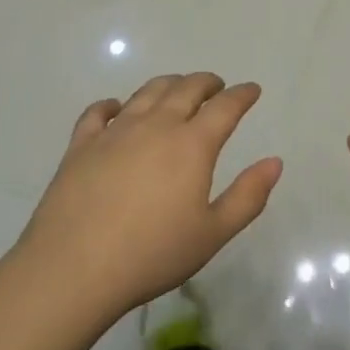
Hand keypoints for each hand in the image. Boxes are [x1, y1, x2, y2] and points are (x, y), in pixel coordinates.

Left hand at [15, 72, 282, 320]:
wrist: (74, 267)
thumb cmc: (152, 254)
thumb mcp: (212, 234)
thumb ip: (248, 196)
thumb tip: (274, 161)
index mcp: (192, 144)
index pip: (225, 107)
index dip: (242, 95)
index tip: (252, 89)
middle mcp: (156, 124)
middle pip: (186, 88)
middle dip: (206, 82)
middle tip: (216, 86)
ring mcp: (116, 130)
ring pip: (147, 92)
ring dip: (168, 84)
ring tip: (176, 89)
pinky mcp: (82, 143)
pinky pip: (99, 111)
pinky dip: (112, 104)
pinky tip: (115, 108)